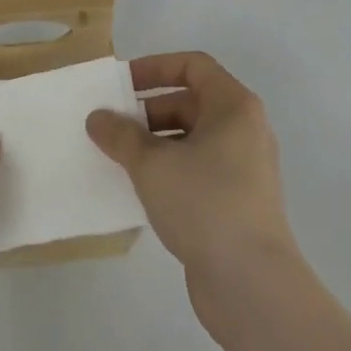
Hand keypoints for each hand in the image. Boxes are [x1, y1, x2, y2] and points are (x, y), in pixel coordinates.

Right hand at [87, 52, 300, 329]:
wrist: (253, 284)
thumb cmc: (205, 203)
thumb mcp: (152, 164)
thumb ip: (121, 135)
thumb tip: (98, 118)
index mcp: (233, 107)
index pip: (193, 66)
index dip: (155, 67)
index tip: (121, 84)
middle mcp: (244, 130)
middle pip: (190, 103)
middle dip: (148, 111)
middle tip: (112, 127)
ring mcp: (243, 169)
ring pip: (191, 140)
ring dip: (154, 144)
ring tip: (118, 159)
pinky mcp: (236, 202)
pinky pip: (196, 170)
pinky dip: (168, 171)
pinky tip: (139, 190)